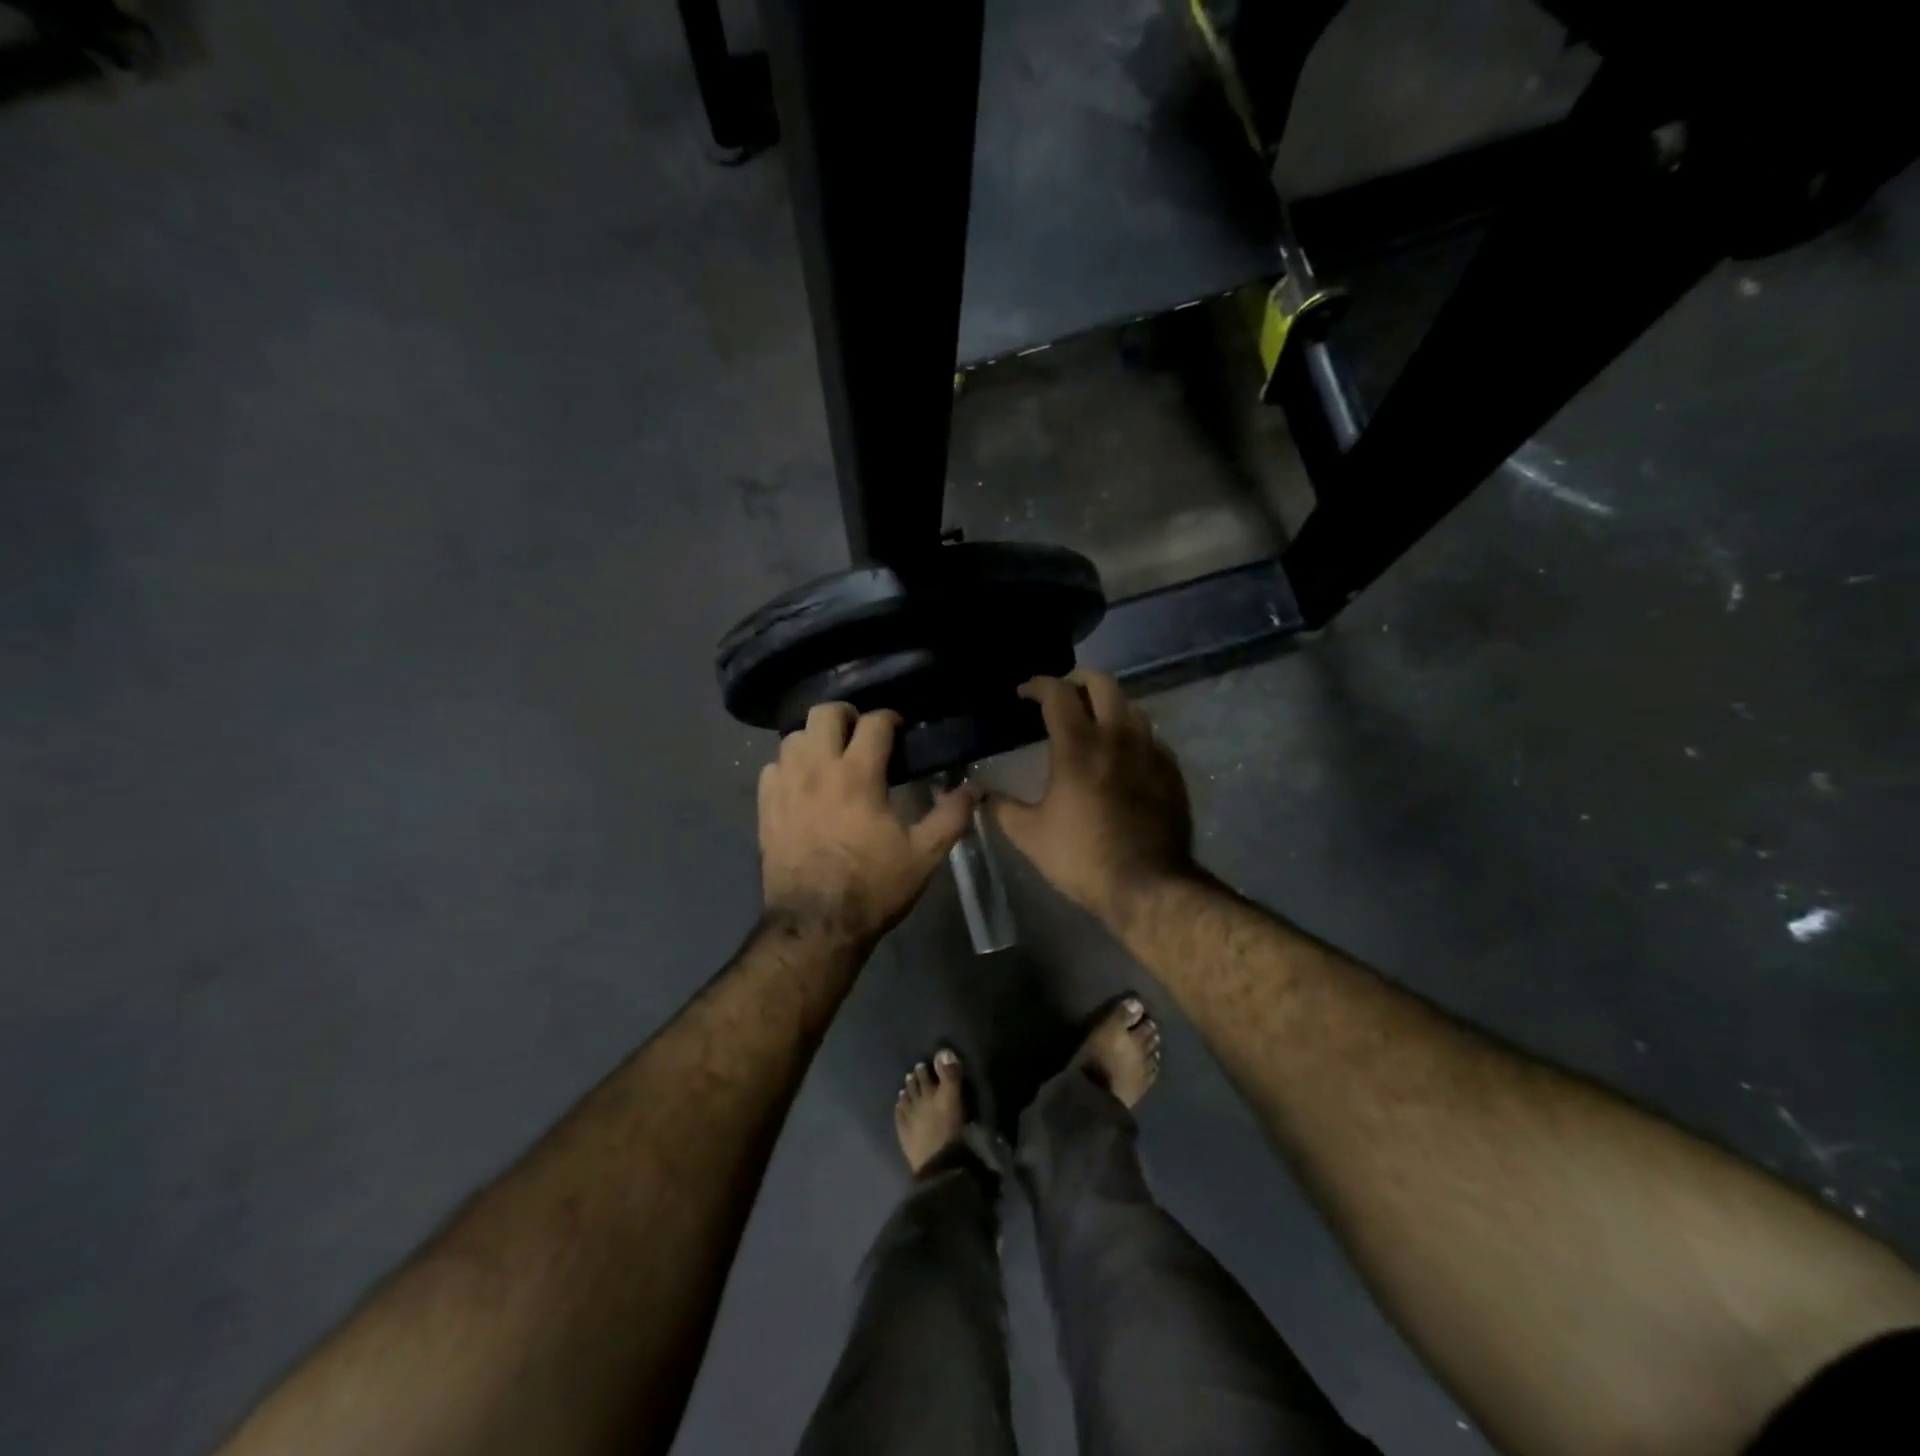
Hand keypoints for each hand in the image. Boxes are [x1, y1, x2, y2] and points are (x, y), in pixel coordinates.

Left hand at [759, 704, 976, 945]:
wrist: (817, 925)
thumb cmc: (873, 887)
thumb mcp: (924, 855)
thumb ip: (951, 816)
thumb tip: (975, 789)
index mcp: (858, 775)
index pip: (874, 722)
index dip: (890, 718)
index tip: (900, 729)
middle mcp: (817, 769)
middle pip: (824, 713)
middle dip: (846, 715)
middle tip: (861, 735)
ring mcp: (786, 786)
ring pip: (794, 736)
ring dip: (815, 739)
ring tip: (831, 758)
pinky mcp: (765, 807)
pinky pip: (772, 767)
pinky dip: (789, 766)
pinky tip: (802, 784)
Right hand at [990, 670, 1195, 922]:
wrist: (1148, 885)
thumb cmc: (1082, 856)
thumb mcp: (1029, 834)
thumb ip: (1000, 807)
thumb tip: (978, 794)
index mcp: (1079, 746)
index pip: (1057, 693)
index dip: (1037, 684)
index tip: (1024, 692)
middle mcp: (1118, 736)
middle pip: (1102, 683)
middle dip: (1077, 679)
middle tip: (1061, 693)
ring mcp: (1150, 751)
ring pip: (1131, 706)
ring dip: (1108, 703)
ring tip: (1091, 720)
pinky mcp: (1171, 771)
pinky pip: (1150, 736)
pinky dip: (1130, 733)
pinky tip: (1121, 754)